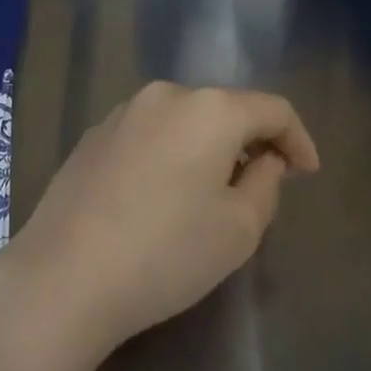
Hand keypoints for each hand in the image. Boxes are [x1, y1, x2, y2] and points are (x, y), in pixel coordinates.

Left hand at [0, 82, 319, 361]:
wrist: (64, 274)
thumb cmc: (166, 252)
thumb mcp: (239, 228)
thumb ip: (265, 182)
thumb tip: (264, 158)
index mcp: (208, 109)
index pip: (272, 109)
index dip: (297, 139)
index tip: (306, 174)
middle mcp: (164, 95)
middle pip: (224, 109)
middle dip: (249, 142)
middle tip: (259, 187)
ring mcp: (122, 112)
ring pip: (183, 120)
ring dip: (206, 147)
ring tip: (208, 193)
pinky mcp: (93, 135)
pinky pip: (148, 134)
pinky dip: (169, 153)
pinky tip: (159, 195)